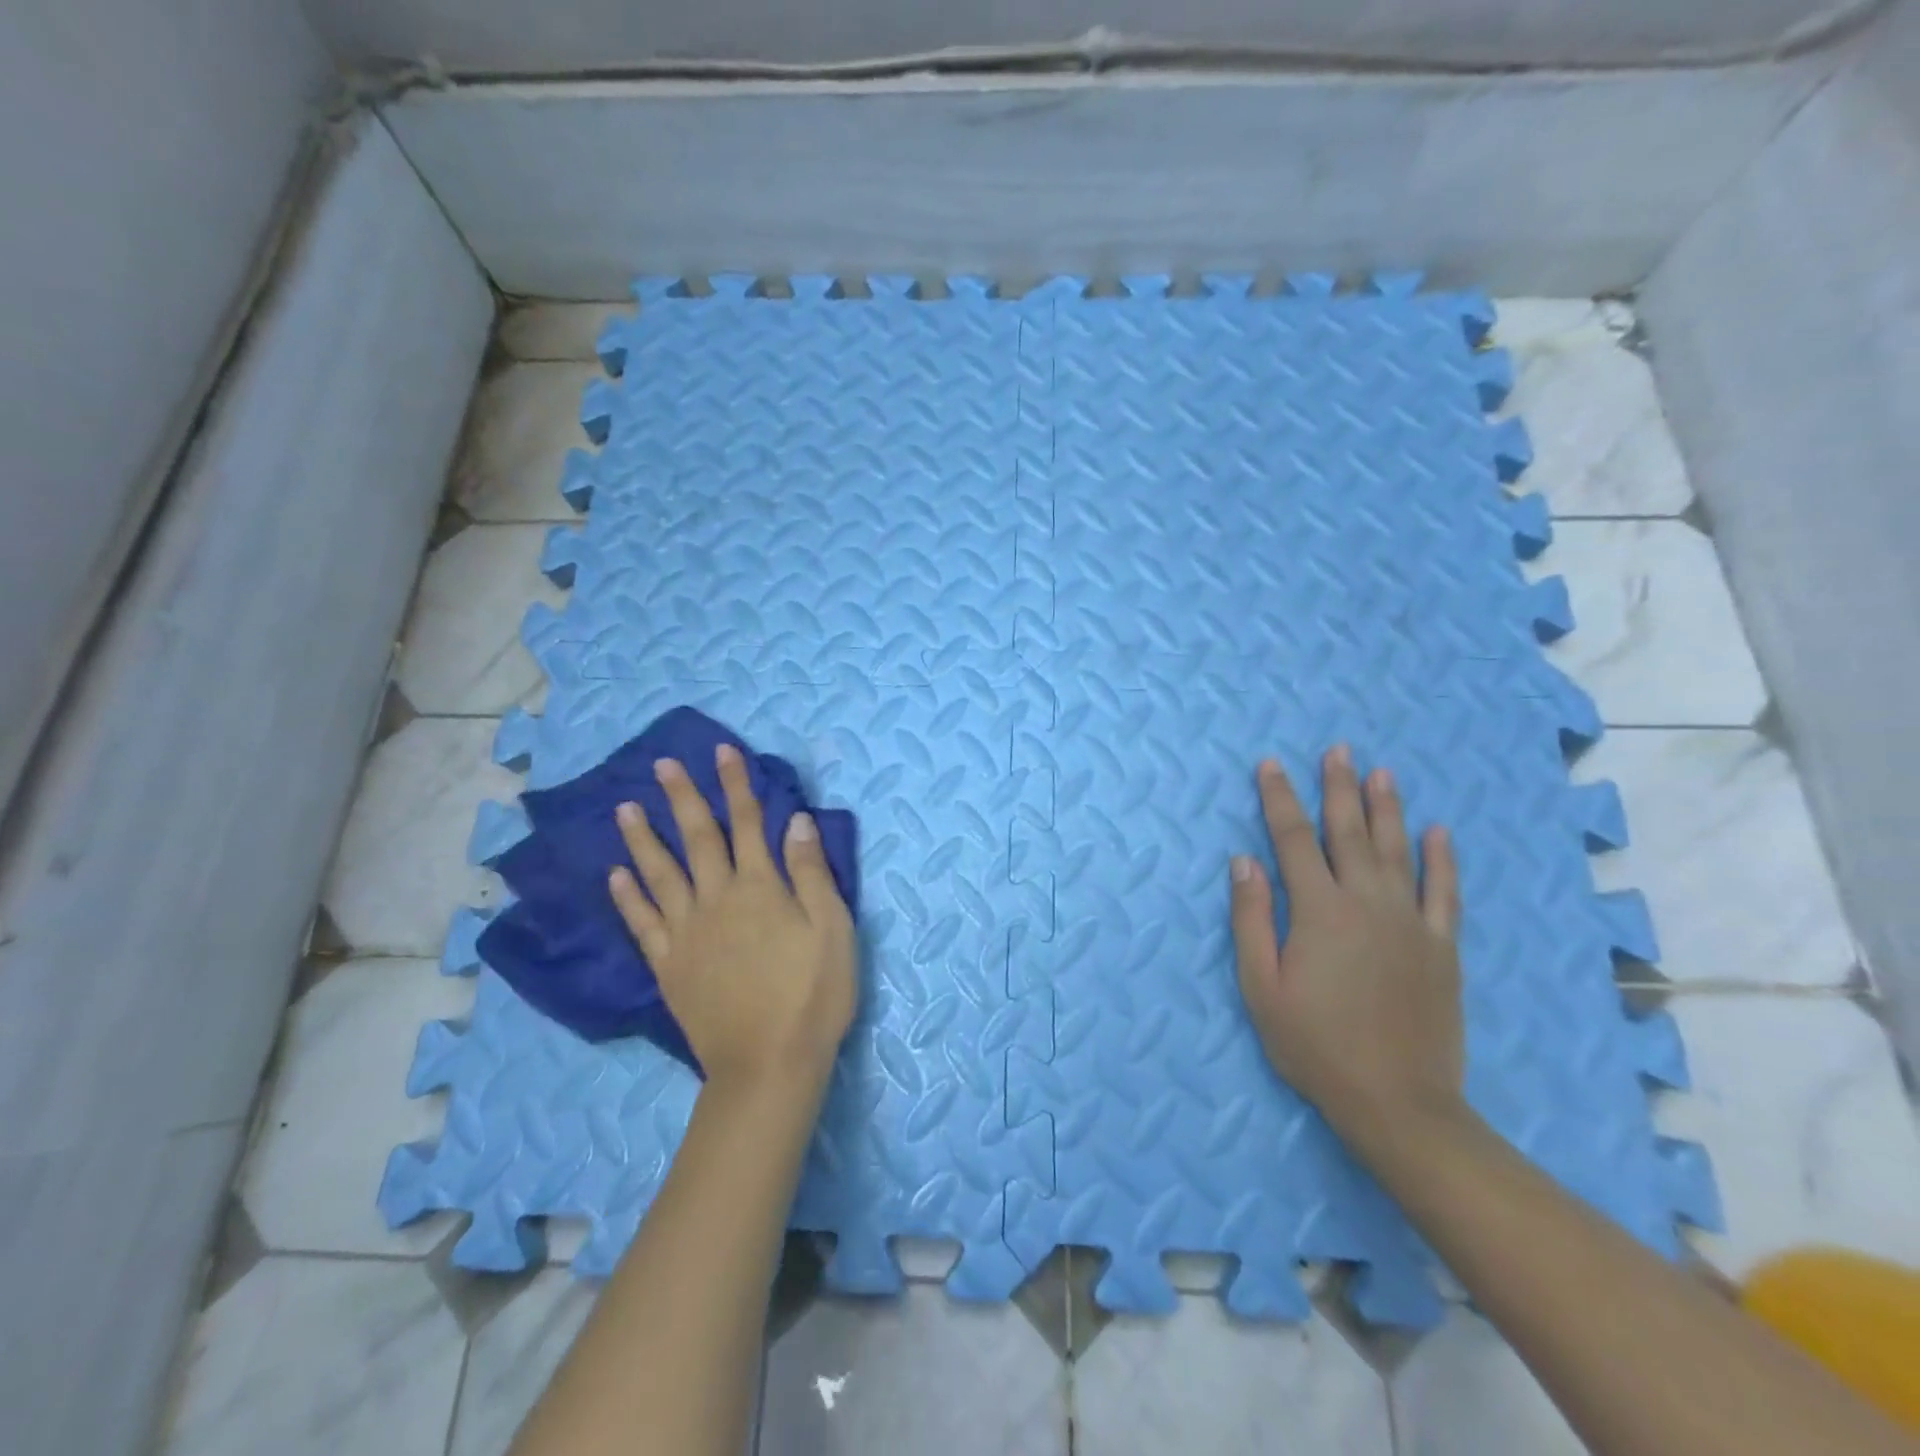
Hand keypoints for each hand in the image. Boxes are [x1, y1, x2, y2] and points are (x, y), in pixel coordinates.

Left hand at [608, 743, 856, 1095]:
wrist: (768, 1065)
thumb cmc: (813, 995)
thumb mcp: (832, 929)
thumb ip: (811, 872)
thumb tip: (796, 821)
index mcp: (761, 888)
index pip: (747, 823)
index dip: (736, 785)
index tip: (722, 752)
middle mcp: (717, 900)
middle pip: (698, 838)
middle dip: (683, 798)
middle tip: (661, 765)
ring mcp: (686, 933)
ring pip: (659, 874)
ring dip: (643, 839)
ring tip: (624, 809)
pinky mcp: (668, 966)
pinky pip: (642, 923)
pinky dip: (627, 897)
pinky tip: (615, 876)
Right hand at [1229, 746, 1465, 1153]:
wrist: (1398, 1102)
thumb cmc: (1315, 1044)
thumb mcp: (1261, 986)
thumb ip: (1252, 918)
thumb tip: (1244, 860)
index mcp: (1319, 911)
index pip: (1292, 839)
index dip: (1279, 798)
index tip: (1271, 765)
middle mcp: (1367, 903)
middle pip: (1349, 833)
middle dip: (1338, 788)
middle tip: (1337, 750)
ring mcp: (1411, 923)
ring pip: (1398, 851)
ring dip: (1387, 808)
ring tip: (1381, 772)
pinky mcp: (1442, 947)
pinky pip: (1445, 892)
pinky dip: (1442, 860)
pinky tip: (1438, 832)